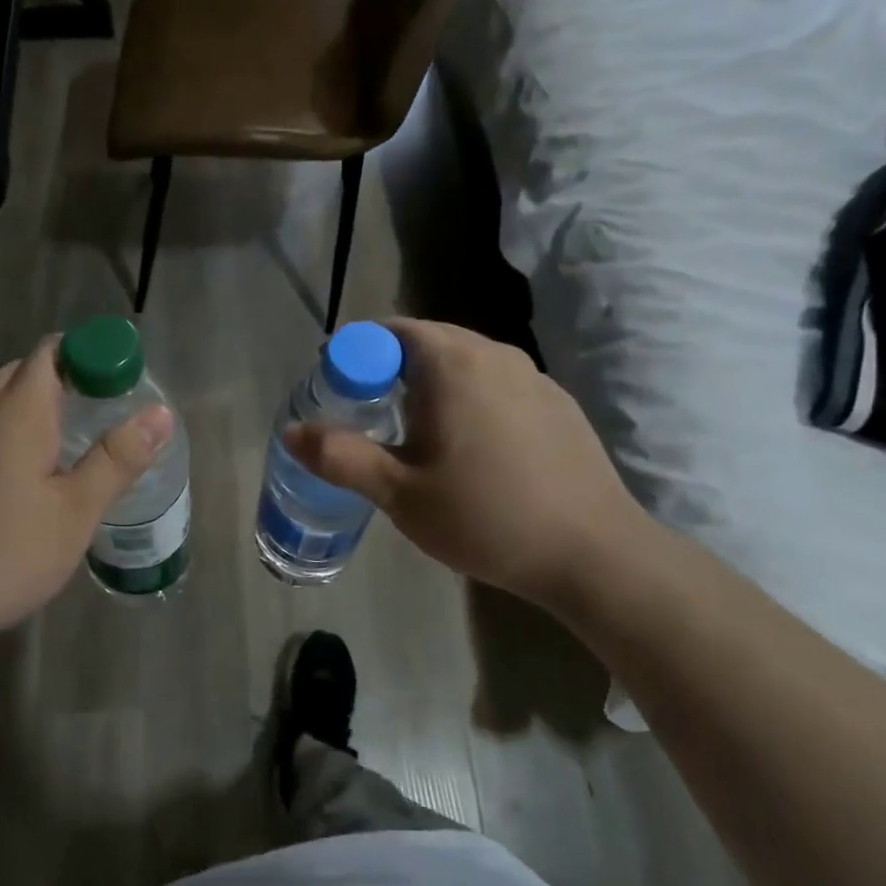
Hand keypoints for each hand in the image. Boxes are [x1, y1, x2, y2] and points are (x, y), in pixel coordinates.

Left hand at [0, 337, 171, 737]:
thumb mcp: (74, 514)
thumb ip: (117, 460)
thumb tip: (160, 413)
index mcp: (17, 409)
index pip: (54, 351)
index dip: (90, 355)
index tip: (118, 385)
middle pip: (23, 372)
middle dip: (64, 382)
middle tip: (98, 421)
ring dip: (28, 408)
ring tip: (58, 448)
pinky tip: (8, 477)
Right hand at [286, 319, 652, 613]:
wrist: (594, 553)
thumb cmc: (486, 517)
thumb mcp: (400, 493)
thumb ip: (341, 457)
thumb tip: (291, 431)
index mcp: (452, 364)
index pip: (389, 332)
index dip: (354, 354)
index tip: (337, 389)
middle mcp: (494, 354)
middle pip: (427, 341)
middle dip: (388, 367)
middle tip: (366, 412)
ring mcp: (533, 377)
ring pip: (465, 361)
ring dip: (430, 382)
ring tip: (413, 431)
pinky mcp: (557, 403)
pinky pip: (496, 383)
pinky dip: (468, 397)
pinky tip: (469, 447)